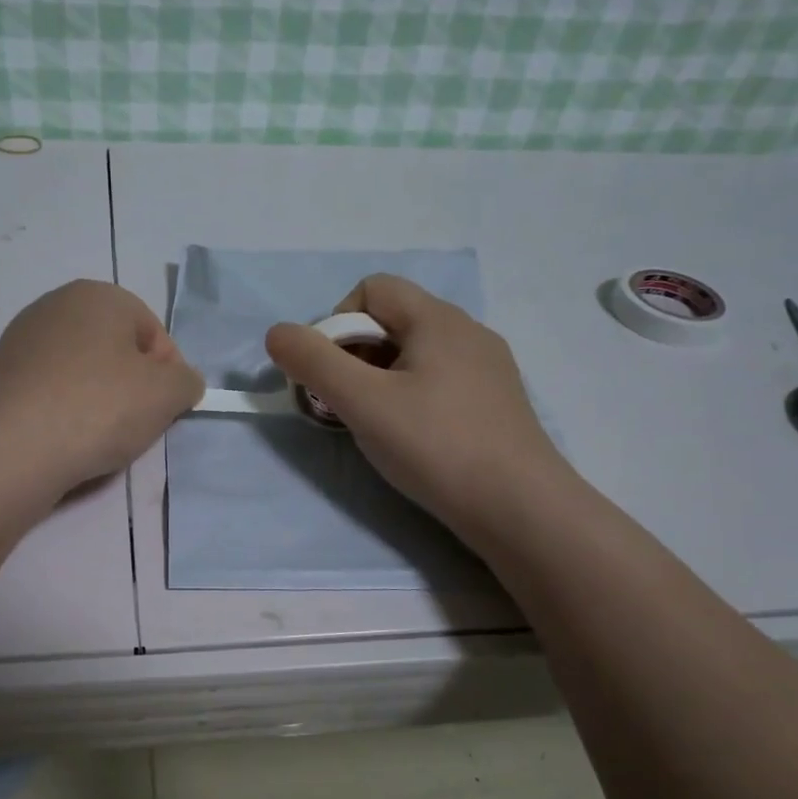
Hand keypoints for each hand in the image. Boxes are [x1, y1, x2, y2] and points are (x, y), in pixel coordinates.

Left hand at [0, 280, 202, 491]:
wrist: (12, 448)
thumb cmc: (99, 408)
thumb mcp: (167, 394)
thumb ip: (186, 381)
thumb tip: (180, 381)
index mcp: (98, 295)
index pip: (152, 331)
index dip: (166, 371)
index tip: (164, 406)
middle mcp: (53, 305)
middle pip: (109, 346)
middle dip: (126, 381)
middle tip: (133, 421)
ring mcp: (15, 339)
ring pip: (71, 367)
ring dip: (87, 393)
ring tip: (91, 435)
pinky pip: (34, 389)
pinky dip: (46, 405)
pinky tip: (50, 431)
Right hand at [265, 274, 568, 539]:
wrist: (520, 509)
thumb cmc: (436, 445)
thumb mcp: (362, 402)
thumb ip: (314, 362)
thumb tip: (277, 333)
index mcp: (438, 319)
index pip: (372, 289)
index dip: (338, 323)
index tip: (330, 373)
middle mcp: (467, 332)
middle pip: (393, 321)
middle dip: (355, 355)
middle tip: (344, 403)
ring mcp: (488, 368)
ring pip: (415, 355)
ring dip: (381, 379)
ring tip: (375, 424)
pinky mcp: (496, 403)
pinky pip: (440, 381)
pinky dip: (412, 398)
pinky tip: (414, 438)